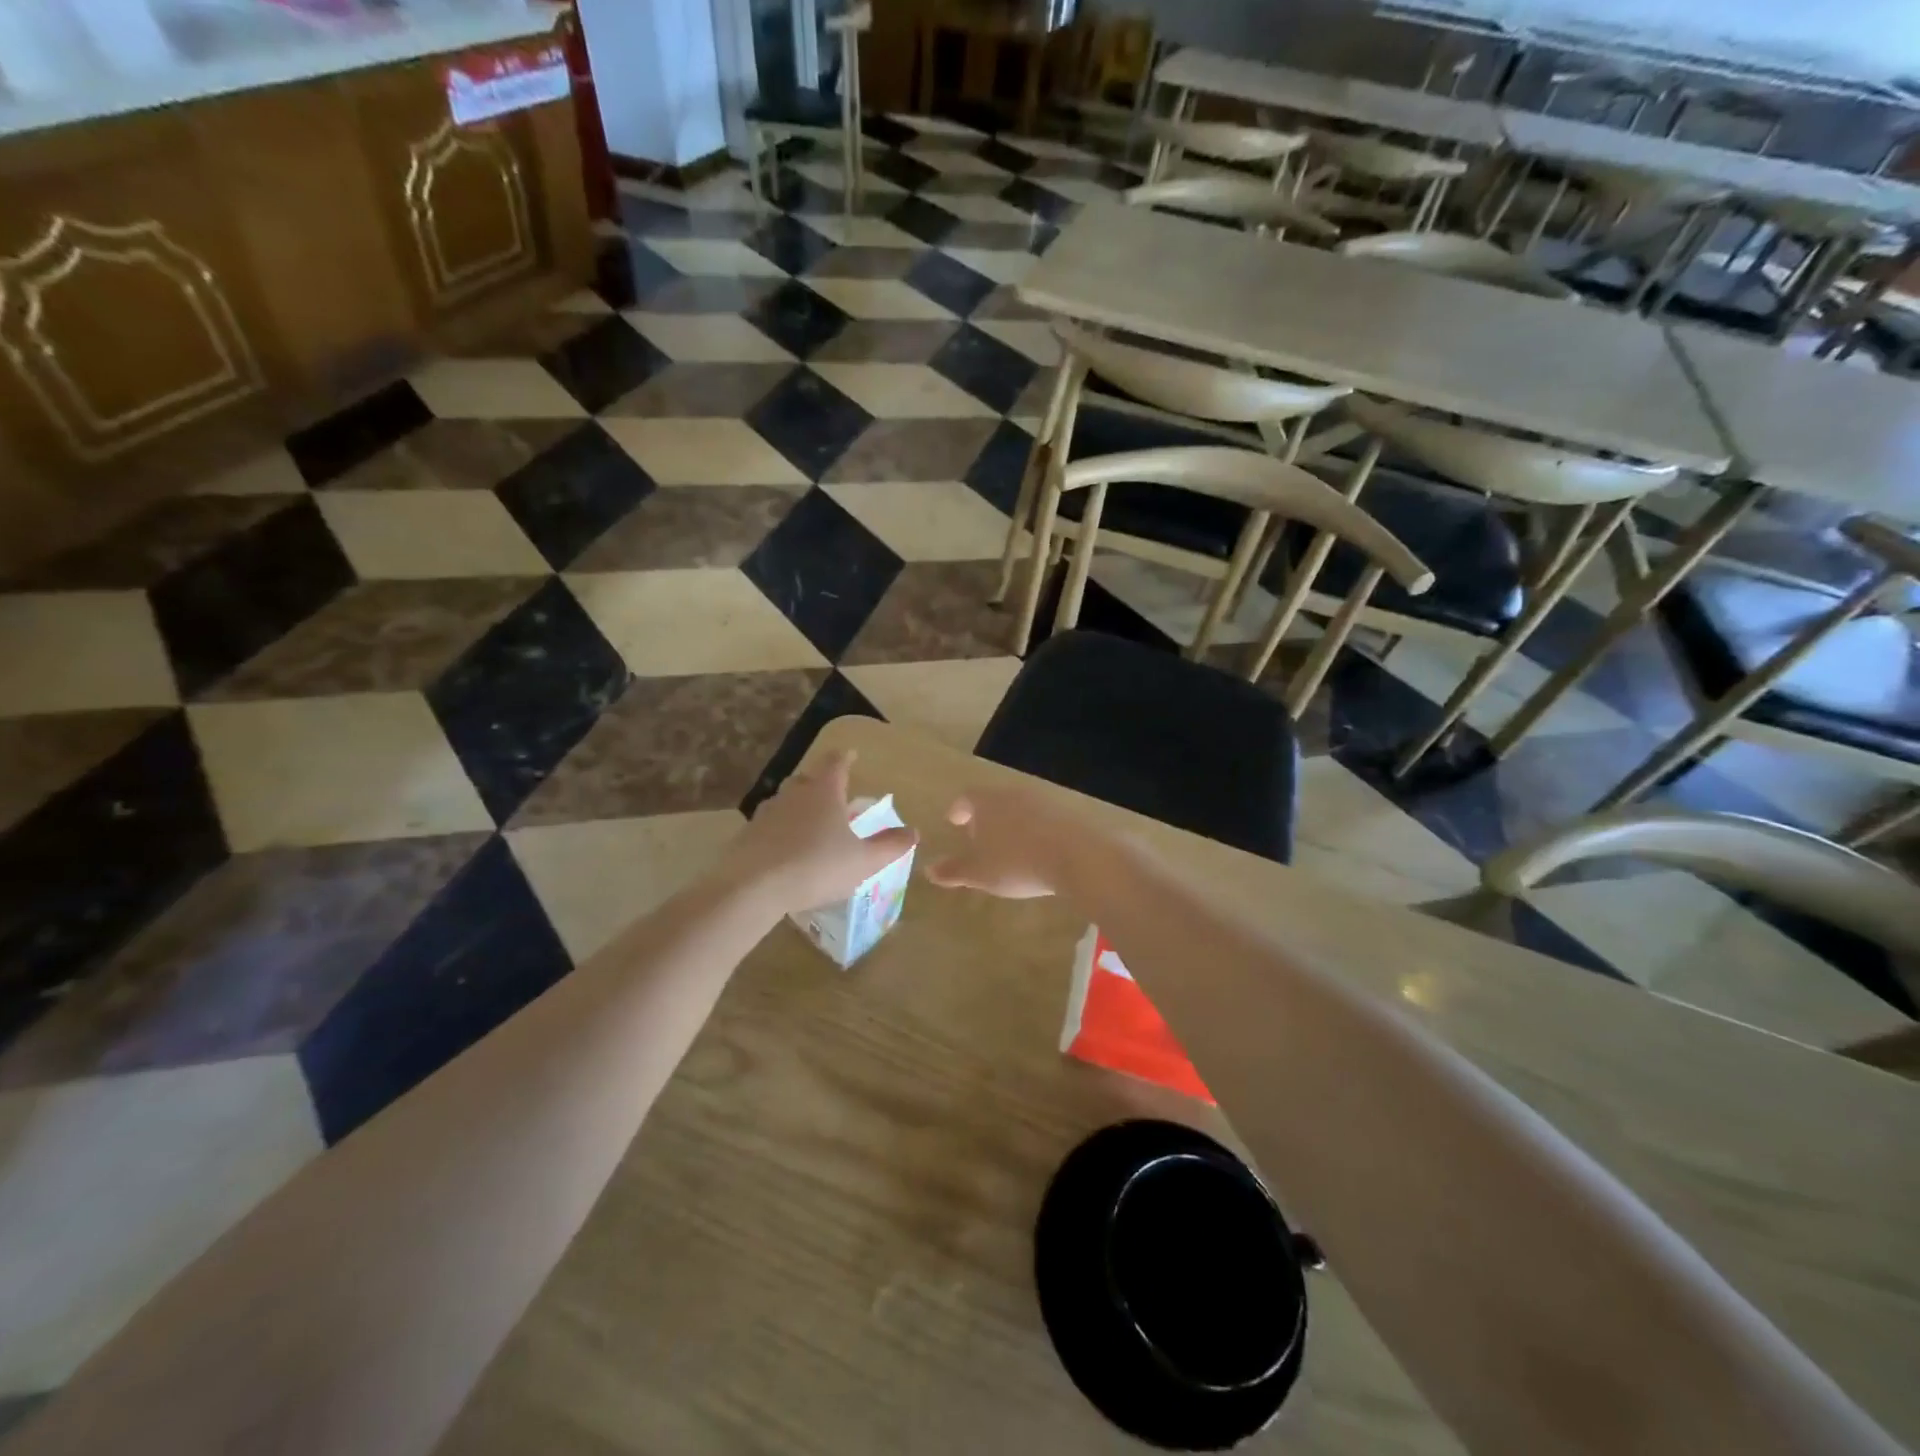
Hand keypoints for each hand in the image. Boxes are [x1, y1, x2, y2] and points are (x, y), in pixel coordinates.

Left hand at [724, 750, 917, 915]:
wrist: (753, 887)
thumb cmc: (817, 866)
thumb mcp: (863, 861)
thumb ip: (889, 846)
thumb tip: (913, 831)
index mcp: (824, 791)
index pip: (835, 763)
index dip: (845, 757)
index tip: (850, 754)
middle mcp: (793, 794)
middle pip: (807, 779)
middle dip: (820, 783)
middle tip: (832, 795)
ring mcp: (766, 813)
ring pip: (785, 801)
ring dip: (798, 807)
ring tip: (809, 825)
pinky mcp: (747, 835)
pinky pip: (769, 825)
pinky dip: (780, 830)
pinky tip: (785, 849)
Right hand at [924, 786, 1079, 899]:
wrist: (1076, 857)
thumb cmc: (1016, 863)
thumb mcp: (979, 873)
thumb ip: (953, 870)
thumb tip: (928, 869)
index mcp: (987, 802)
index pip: (966, 798)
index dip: (958, 809)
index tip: (954, 820)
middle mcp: (1013, 794)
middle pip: (993, 800)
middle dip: (983, 816)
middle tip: (977, 835)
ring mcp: (1042, 801)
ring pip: (1018, 808)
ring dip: (1009, 823)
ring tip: (1006, 846)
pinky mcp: (1066, 814)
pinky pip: (1041, 819)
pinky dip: (1032, 831)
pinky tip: (1035, 850)